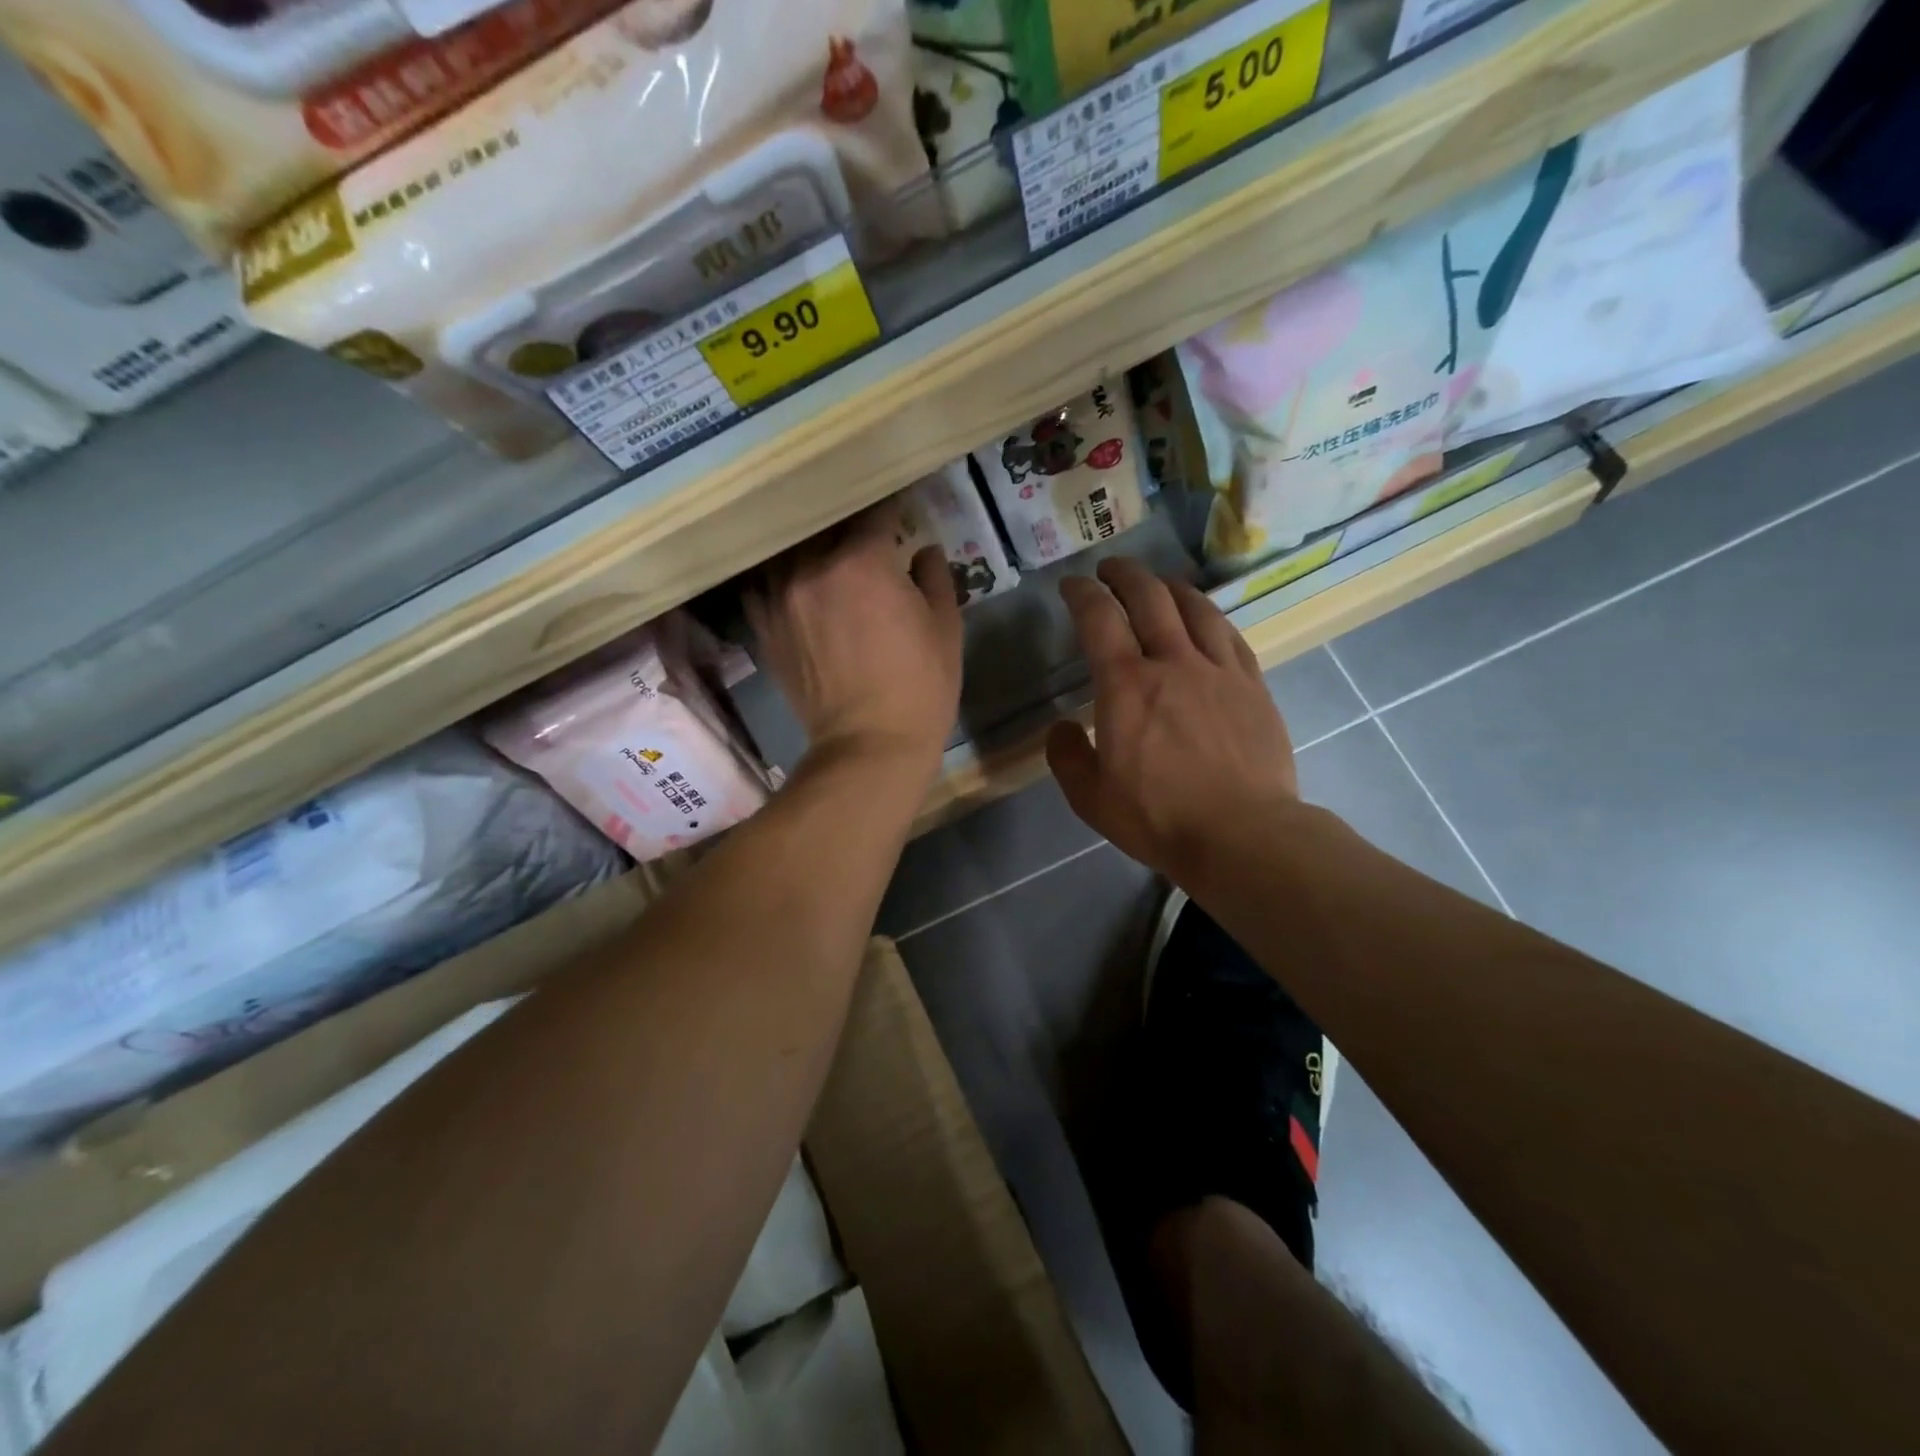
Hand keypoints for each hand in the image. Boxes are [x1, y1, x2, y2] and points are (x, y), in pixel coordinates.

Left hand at [747, 505, 962, 772]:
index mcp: (862, 562)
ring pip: (789, 551)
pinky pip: (761, 585)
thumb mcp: (945, 628)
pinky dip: (777, 576)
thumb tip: (924, 551)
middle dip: (847, 525)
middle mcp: (812, 569)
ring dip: (809, 546)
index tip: (900, 512)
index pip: (874, 515)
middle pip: (825, 527)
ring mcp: (780, 598)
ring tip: (823, 550)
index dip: (891, 510)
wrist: (869, 745)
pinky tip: (792, 581)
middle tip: (863, 531)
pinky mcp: (764, 628)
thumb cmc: (920, 687)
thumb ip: (934, 579)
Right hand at [1047, 558, 1297, 879]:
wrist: (1242, 835)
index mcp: (1126, 685)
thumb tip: (1064, 727)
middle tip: (1110, 570)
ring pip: (1195, 608)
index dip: (1081, 594)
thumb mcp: (1090, 798)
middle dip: (1125, 575)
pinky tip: (1206, 619)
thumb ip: (1067, 756)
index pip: (1099, 619)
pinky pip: (1230, 635)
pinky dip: (1210, 617)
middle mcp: (1172, 662)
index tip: (1072, 586)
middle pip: (1149, 597)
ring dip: (1170, 587)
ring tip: (1158, 584)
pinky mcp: (1253, 686)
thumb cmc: (1158, 817)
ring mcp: (1219, 670)